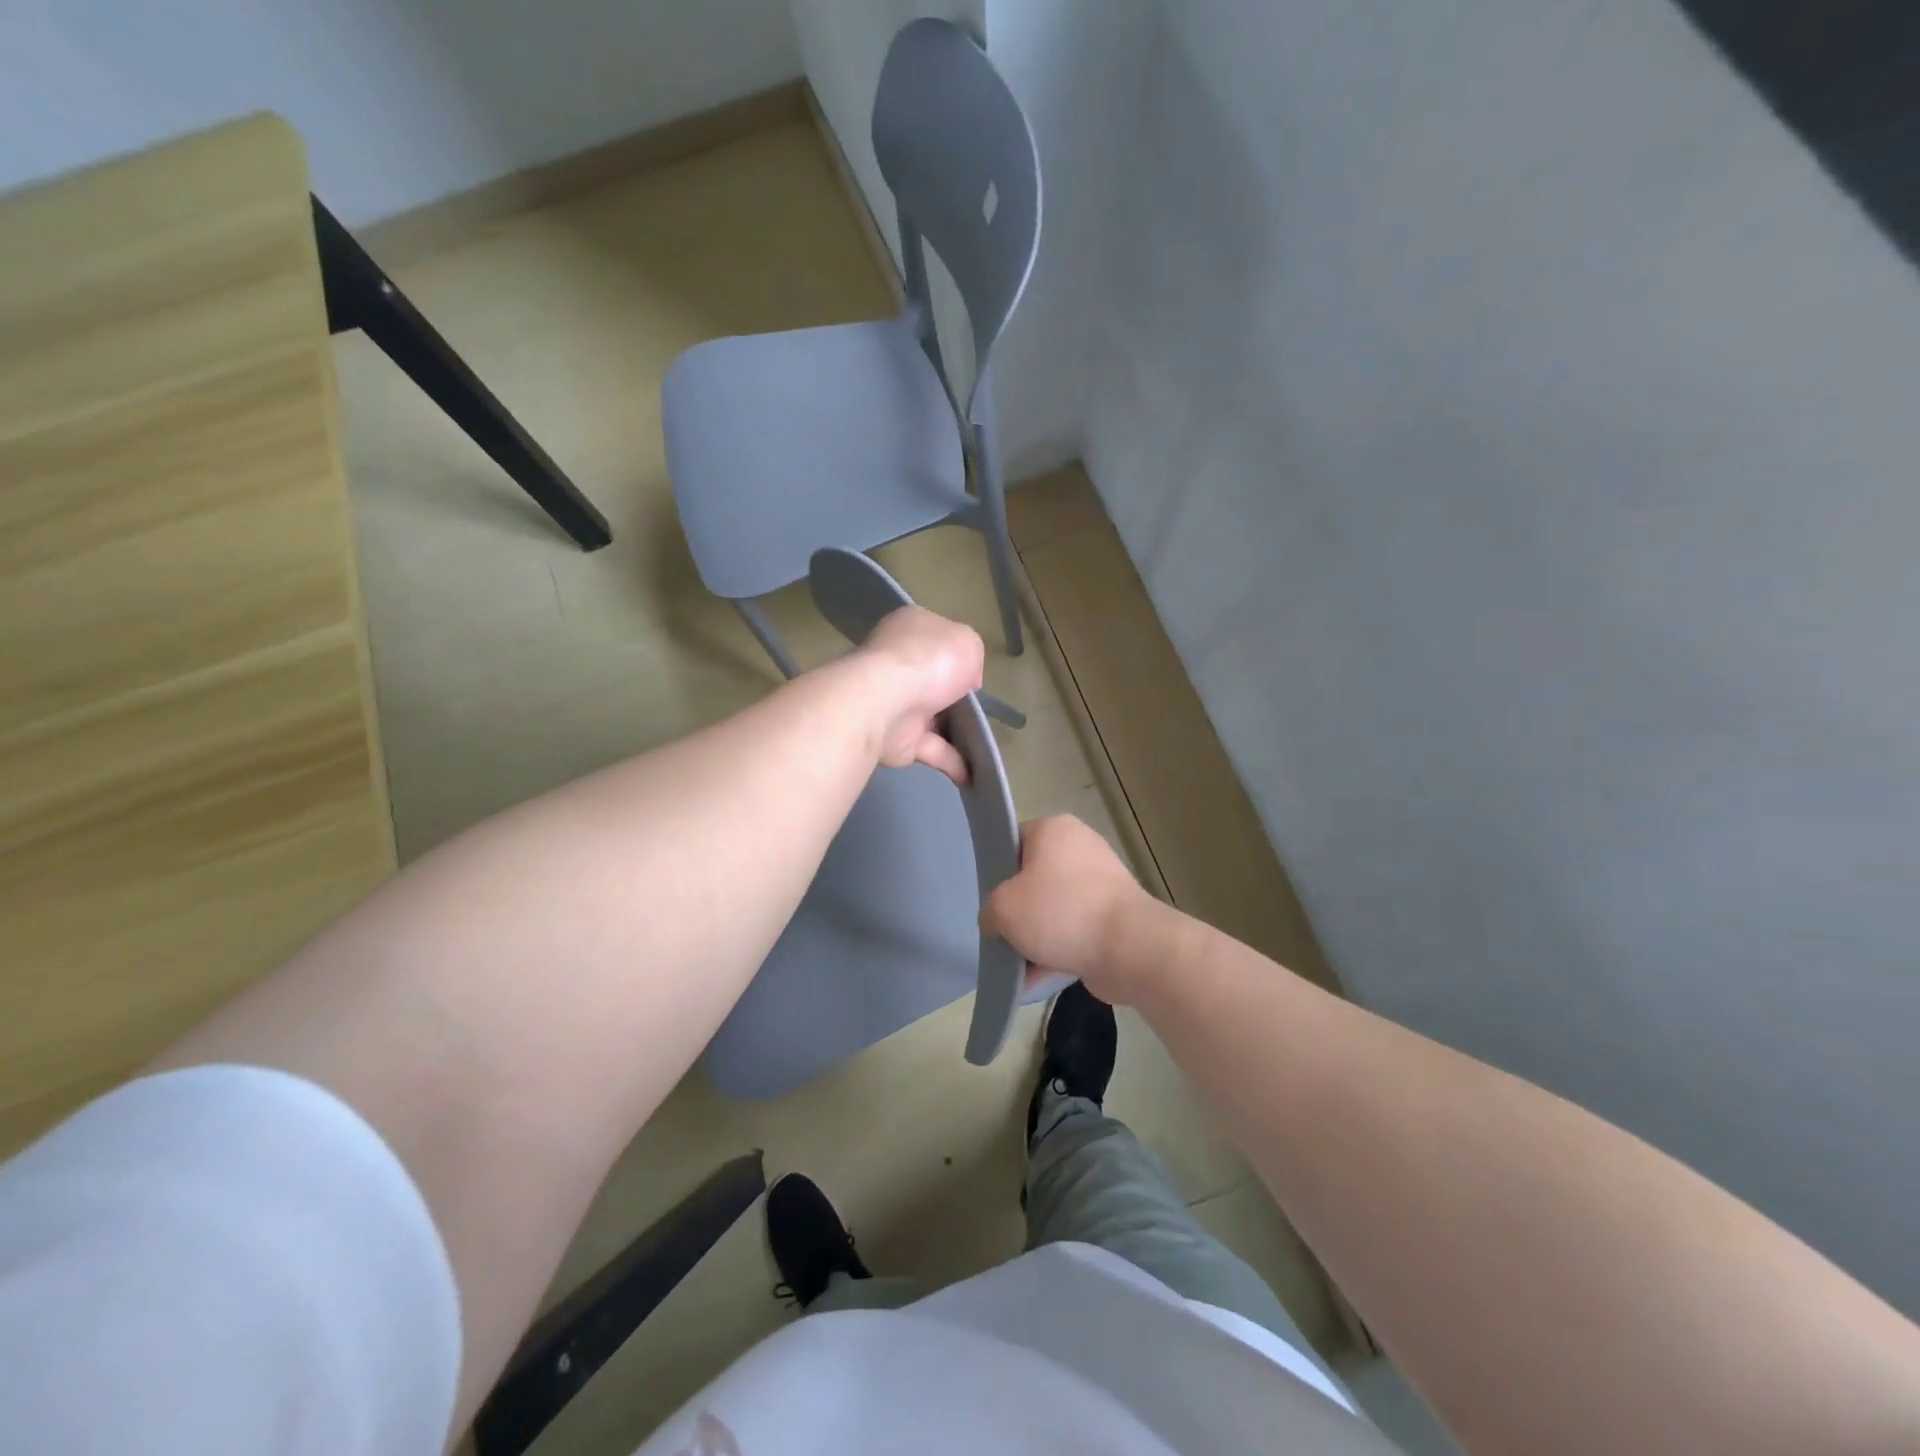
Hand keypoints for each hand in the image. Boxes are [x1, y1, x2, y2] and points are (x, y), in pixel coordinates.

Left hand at [856, 606, 984, 783]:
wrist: (887, 702)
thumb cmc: (929, 661)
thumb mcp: (968, 642)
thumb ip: (971, 656)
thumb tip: (966, 681)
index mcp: (911, 630)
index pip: (936, 639)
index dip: (958, 654)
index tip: (974, 672)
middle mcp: (899, 664)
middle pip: (933, 680)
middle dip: (955, 695)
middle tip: (980, 708)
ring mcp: (895, 702)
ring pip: (932, 718)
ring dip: (955, 732)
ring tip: (983, 744)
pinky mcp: (897, 739)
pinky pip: (932, 750)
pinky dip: (953, 762)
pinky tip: (974, 775)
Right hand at [981, 815, 1152, 1000]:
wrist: (1130, 949)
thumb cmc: (1061, 912)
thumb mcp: (1004, 907)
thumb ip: (990, 910)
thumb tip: (997, 921)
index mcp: (1054, 829)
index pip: (1013, 841)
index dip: (996, 869)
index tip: (988, 899)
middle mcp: (1080, 847)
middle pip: (1033, 878)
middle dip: (1017, 909)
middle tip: (1001, 932)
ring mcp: (1101, 882)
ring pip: (1054, 907)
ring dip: (1035, 937)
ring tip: (1017, 966)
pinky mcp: (1114, 915)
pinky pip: (1075, 929)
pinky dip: (1058, 950)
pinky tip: (1036, 980)